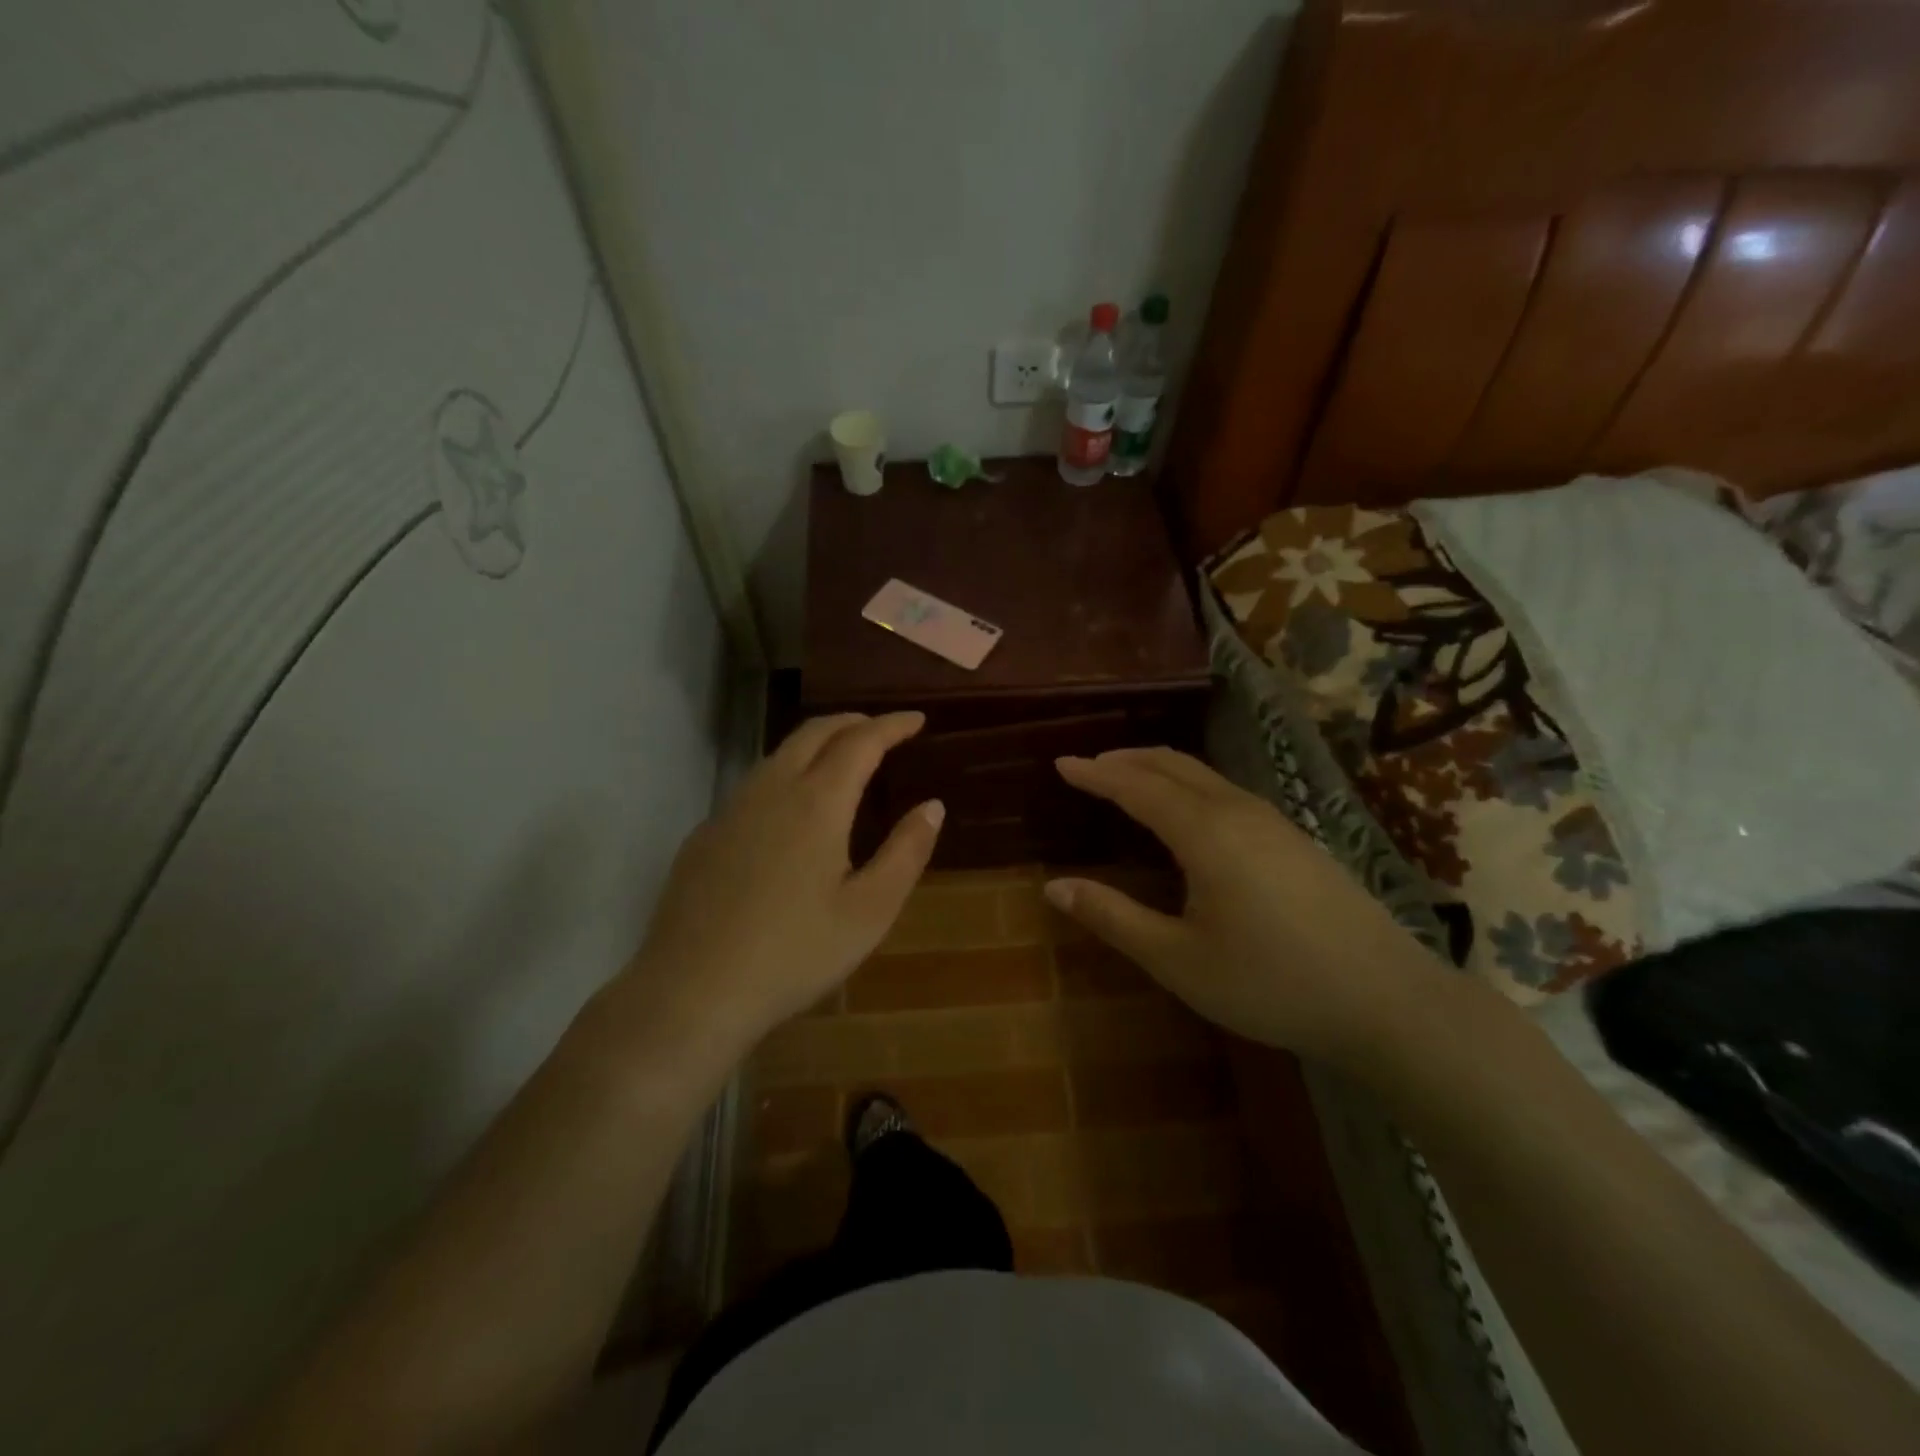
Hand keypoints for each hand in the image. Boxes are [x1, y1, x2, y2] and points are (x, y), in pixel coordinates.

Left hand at [619, 712, 941, 1061]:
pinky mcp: (704, 835)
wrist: (692, 991)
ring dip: (816, 743)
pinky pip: (753, 785)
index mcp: (817, 802)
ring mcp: (730, 810)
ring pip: (778, 754)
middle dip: (852, 722)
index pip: (861, 741)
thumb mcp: (869, 910)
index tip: (917, 719)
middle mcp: (771, 790)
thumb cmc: (795, 953)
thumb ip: (906, 852)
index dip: (892, 725)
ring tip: (841, 759)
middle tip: (882, 729)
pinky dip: (786, 774)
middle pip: (814, 733)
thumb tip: (932, 806)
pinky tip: (790, 810)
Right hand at [1047, 748, 1446, 1067]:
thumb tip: (1054, 887)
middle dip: (1126, 759)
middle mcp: (1238, 811)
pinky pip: (1227, 792)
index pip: (1136, 786)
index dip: (1096, 774)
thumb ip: (1114, 918)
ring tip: (1129, 781)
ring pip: (1204, 775)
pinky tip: (1188, 815)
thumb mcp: (1178, 960)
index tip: (1062, 764)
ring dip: (1159, 770)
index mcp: (1205, 832)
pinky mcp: (1296, 838)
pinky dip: (1189, 786)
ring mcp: (1274, 821)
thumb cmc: (1271, 983)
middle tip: (1089, 766)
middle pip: (1173, 765)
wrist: (1387, 1001)